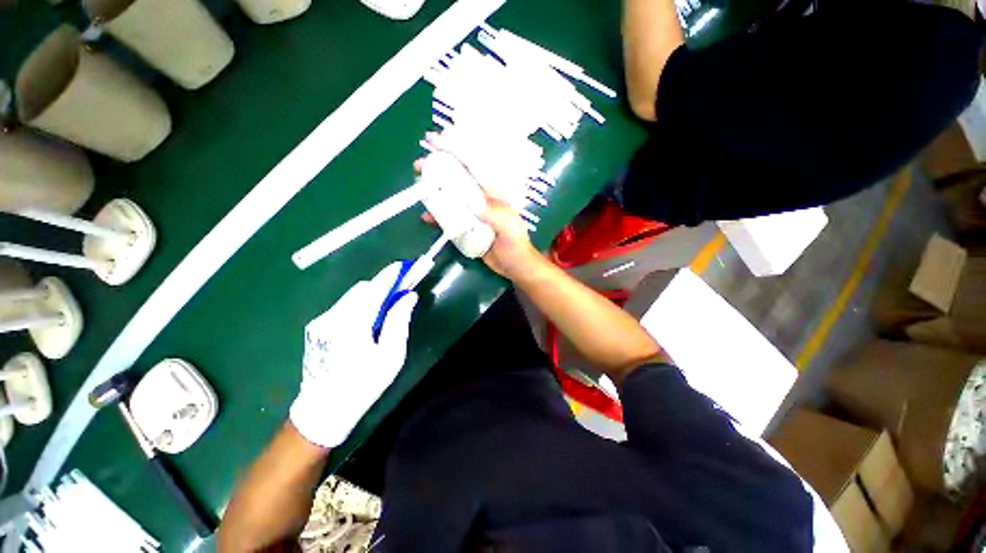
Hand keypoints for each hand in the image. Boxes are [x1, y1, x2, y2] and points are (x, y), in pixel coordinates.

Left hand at [290, 263, 418, 448]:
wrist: (323, 410)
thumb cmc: (363, 385)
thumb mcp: (390, 356)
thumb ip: (398, 321)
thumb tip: (409, 296)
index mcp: (353, 325)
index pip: (376, 289)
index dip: (392, 275)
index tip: (406, 266)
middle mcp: (333, 317)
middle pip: (363, 289)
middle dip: (383, 286)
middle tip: (400, 294)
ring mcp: (321, 321)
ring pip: (352, 296)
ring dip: (372, 296)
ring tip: (385, 311)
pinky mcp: (316, 326)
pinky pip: (343, 306)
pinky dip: (360, 305)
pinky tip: (366, 323)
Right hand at [416, 133, 543, 280]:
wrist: (512, 266)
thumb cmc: (516, 245)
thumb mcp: (509, 229)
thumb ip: (495, 215)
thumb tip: (473, 202)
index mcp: (495, 192)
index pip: (476, 166)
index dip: (457, 151)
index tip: (438, 140)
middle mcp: (483, 197)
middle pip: (459, 177)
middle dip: (440, 167)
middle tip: (421, 165)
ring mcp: (473, 211)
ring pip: (452, 194)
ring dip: (434, 190)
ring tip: (418, 187)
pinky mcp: (467, 225)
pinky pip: (450, 216)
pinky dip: (438, 215)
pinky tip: (427, 217)